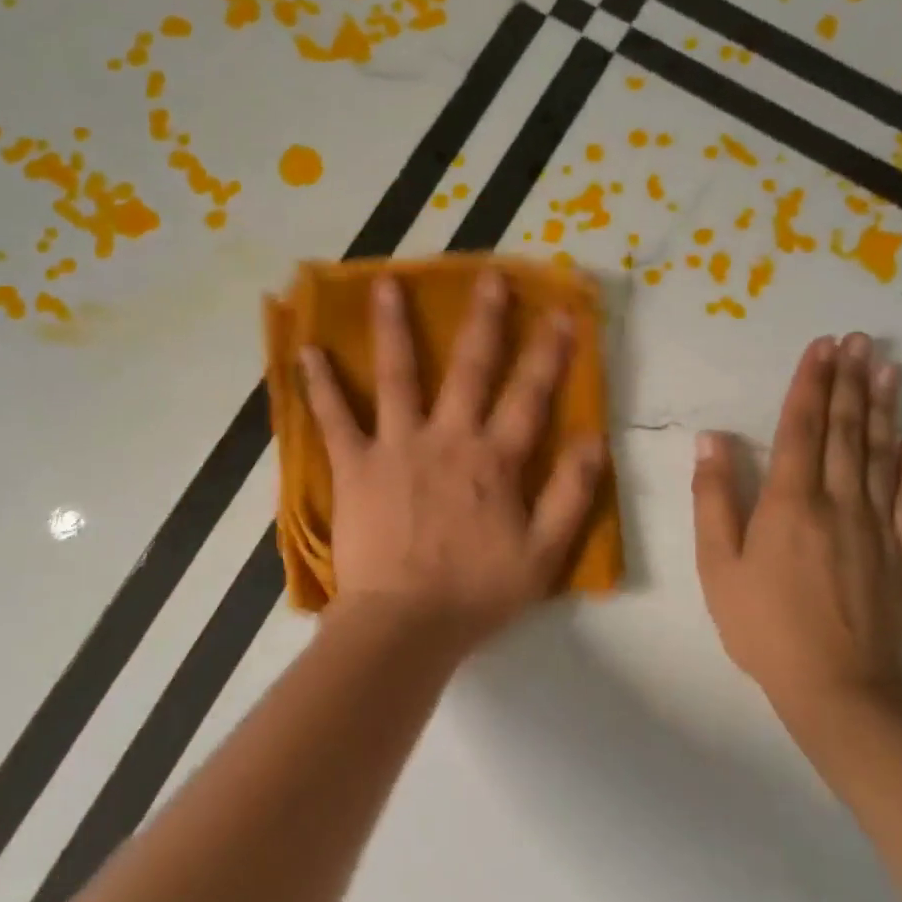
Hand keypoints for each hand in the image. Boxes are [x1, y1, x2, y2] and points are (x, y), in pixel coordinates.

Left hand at [300, 269, 607, 649]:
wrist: (405, 625)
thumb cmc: (476, 592)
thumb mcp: (543, 553)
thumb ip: (570, 493)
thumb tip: (594, 437)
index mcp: (494, 460)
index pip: (530, 395)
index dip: (549, 352)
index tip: (560, 312)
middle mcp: (448, 439)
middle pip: (470, 368)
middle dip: (484, 320)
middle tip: (489, 276)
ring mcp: (398, 446)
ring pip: (399, 375)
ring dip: (394, 328)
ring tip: (386, 283)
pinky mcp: (356, 465)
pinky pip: (335, 418)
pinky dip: (321, 385)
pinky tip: (307, 351)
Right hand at [690, 333, 901, 729]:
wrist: (837, 690)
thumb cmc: (763, 626)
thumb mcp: (717, 565)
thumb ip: (714, 498)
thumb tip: (713, 439)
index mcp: (790, 502)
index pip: (800, 427)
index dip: (809, 383)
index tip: (821, 347)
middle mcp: (838, 502)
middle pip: (844, 430)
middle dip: (849, 381)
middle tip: (859, 340)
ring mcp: (877, 528)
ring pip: (880, 455)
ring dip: (883, 409)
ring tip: (889, 369)